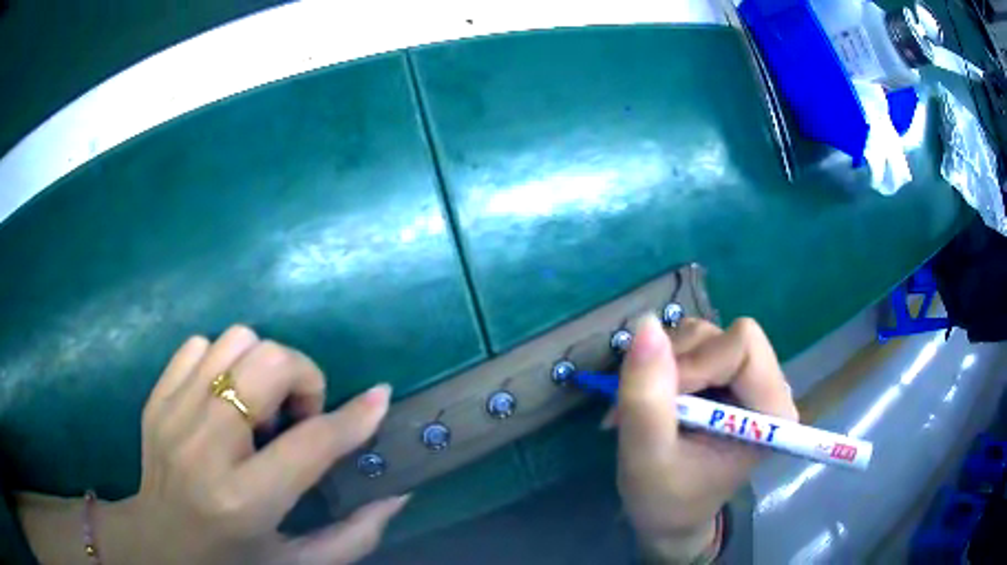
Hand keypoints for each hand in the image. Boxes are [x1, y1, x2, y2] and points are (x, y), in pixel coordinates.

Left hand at [19, 325, 407, 564]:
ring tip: (259, 408)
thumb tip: (397, 493)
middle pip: (267, 363)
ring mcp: (173, 414)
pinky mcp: (156, 397)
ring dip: (261, 367)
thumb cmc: (234, 559)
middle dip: (301, 376)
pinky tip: (224, 399)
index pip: (310, 444)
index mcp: (245, 501)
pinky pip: (200, 345)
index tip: (379, 398)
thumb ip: (355, 535)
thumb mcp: (301, 563)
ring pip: (234, 341)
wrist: (160, 542)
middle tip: (299, 414)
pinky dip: (222, 361)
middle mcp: (205, 448)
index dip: (353, 418)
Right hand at [610, 315, 797, 561]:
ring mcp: (746, 379)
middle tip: (646, 406)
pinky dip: (662, 365)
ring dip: (663, 365)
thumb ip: (646, 397)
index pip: (743, 346)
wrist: (668, 518)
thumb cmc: (665, 501)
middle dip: (675, 365)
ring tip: (645, 408)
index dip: (696, 363)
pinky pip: (691, 345)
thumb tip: (645, 323)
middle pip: (722, 336)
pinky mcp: (725, 377)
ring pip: (703, 336)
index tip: (661, 402)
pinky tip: (653, 398)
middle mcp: (767, 387)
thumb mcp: (647, 458)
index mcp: (771, 412)